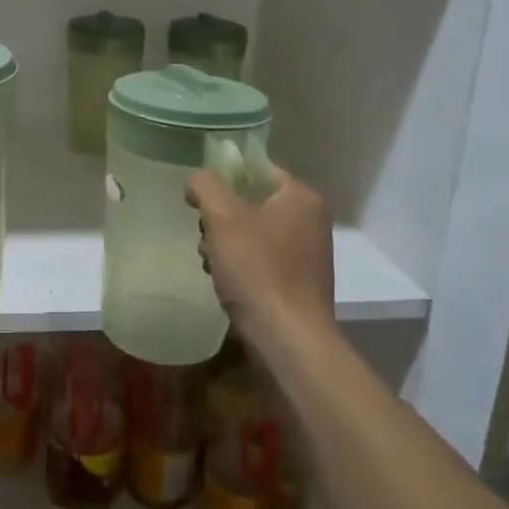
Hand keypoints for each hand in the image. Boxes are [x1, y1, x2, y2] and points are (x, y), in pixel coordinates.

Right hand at [186, 164, 334, 339]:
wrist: (288, 339)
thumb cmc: (257, 270)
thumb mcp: (223, 217)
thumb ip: (205, 186)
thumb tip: (197, 180)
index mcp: (301, 197)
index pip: (258, 168)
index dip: (224, 177)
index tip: (199, 197)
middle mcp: (311, 221)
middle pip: (253, 201)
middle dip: (221, 217)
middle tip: (205, 234)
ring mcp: (308, 253)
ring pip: (253, 232)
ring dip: (225, 243)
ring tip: (210, 261)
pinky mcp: (299, 282)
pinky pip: (262, 259)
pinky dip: (241, 265)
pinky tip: (225, 281)